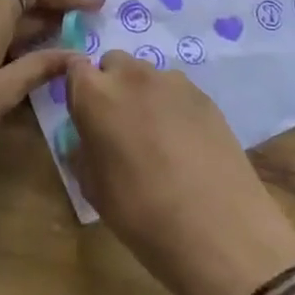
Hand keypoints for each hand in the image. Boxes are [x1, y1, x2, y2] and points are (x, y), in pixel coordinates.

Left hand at [0, 0, 105, 219]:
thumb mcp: (2, 96)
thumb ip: (39, 67)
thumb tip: (74, 52)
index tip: (90, 5)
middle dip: (52, 7)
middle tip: (87, 22)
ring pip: (0, 19)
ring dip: (33, 25)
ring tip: (65, 40)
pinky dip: (12, 40)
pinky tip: (29, 59)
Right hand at [66, 52, 294, 294]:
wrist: (219, 229)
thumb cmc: (142, 214)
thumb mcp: (95, 189)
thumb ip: (84, 151)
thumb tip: (87, 139)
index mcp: (95, 95)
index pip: (74, 68)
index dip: (78, 88)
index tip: (83, 113)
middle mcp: (132, 76)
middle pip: (113, 64)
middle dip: (111, 86)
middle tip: (118, 127)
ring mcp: (173, 82)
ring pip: (147, 75)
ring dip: (143, 95)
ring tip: (155, 137)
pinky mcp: (205, 95)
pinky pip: (176, 91)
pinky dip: (172, 107)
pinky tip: (184, 144)